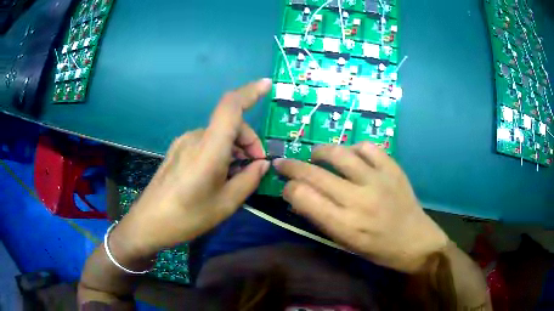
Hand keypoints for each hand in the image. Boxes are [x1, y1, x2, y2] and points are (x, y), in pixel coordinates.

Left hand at [112, 79, 271, 258]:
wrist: (149, 223)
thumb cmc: (188, 217)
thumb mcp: (226, 204)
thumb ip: (248, 180)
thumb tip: (262, 164)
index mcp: (208, 148)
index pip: (231, 107)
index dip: (250, 92)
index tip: (268, 85)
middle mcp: (195, 137)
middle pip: (229, 124)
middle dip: (248, 140)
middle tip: (256, 166)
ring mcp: (183, 142)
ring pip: (218, 134)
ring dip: (234, 147)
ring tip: (238, 174)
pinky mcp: (177, 150)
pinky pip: (205, 142)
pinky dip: (220, 151)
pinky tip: (220, 173)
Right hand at [274, 143, 448, 272]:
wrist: (416, 241)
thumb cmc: (378, 249)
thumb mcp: (346, 243)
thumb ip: (322, 219)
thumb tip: (299, 195)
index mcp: (344, 225)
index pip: (303, 197)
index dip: (289, 189)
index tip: (287, 188)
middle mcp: (358, 200)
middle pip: (314, 174)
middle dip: (291, 166)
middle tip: (282, 163)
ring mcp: (378, 180)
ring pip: (339, 153)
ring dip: (320, 151)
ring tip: (316, 154)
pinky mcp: (392, 169)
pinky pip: (367, 147)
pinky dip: (353, 148)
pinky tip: (351, 155)